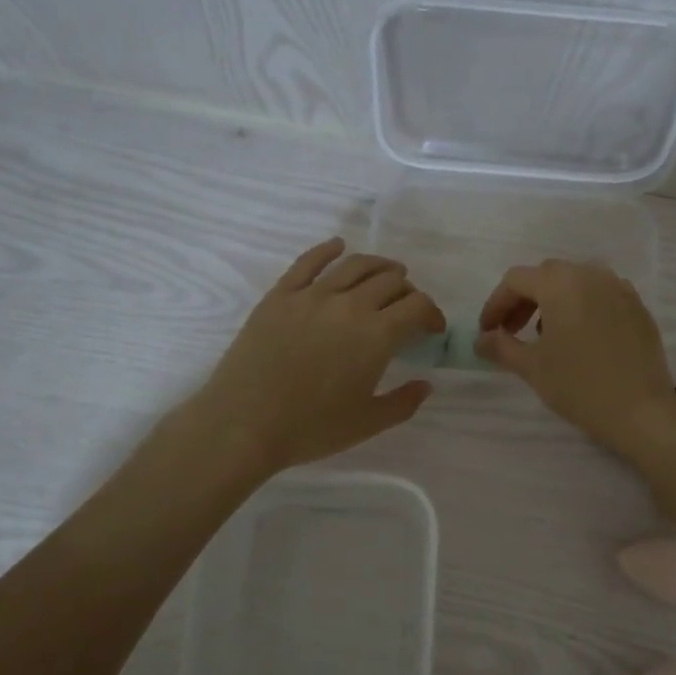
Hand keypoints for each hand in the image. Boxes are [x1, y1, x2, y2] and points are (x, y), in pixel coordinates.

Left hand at [185, 237, 443, 475]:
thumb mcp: (368, 423)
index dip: (432, 313)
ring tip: (386, 272)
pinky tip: (337, 246)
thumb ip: (403, 402)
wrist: (243, 424)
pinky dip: (327, 250)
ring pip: (355, 265)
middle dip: (407, 291)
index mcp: (377, 335)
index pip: (418, 306)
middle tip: (407, 307)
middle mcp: (350, 305)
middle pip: (390, 281)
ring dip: (378, 266)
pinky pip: (308, 262)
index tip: (432, 328)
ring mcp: (312, 296)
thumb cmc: (310, 428)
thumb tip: (425, 384)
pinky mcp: (280, 296)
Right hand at [474, 259, 675, 458]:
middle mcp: (591, 274)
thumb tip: (481, 339)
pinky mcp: (638, 307)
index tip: (487, 332)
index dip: (495, 304)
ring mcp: (619, 288)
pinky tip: (580, 338)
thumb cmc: (579, 385)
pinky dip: (582, 307)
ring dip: (553, 301)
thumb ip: (501, 346)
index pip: (515, 280)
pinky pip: (601, 295)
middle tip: (511, 332)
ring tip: (546, 336)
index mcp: (560, 282)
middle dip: (523, 301)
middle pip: (546, 276)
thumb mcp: (532, 367)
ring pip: (576, 282)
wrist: (642, 411)